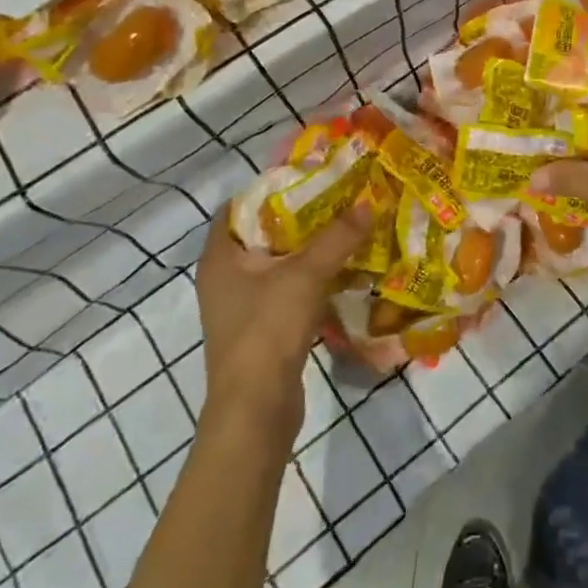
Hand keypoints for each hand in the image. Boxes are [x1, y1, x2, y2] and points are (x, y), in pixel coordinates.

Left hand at [196, 206, 368, 438]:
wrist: (255, 410)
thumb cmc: (267, 330)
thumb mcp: (306, 275)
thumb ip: (338, 237)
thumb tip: (368, 202)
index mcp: (219, 256)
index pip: (237, 206)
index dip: (270, 187)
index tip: (308, 177)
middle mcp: (223, 277)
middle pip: (261, 233)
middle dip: (298, 216)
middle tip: (337, 198)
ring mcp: (240, 306)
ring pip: (276, 263)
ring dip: (307, 249)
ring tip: (345, 228)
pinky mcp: (260, 329)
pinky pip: (285, 290)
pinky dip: (309, 277)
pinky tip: (341, 270)